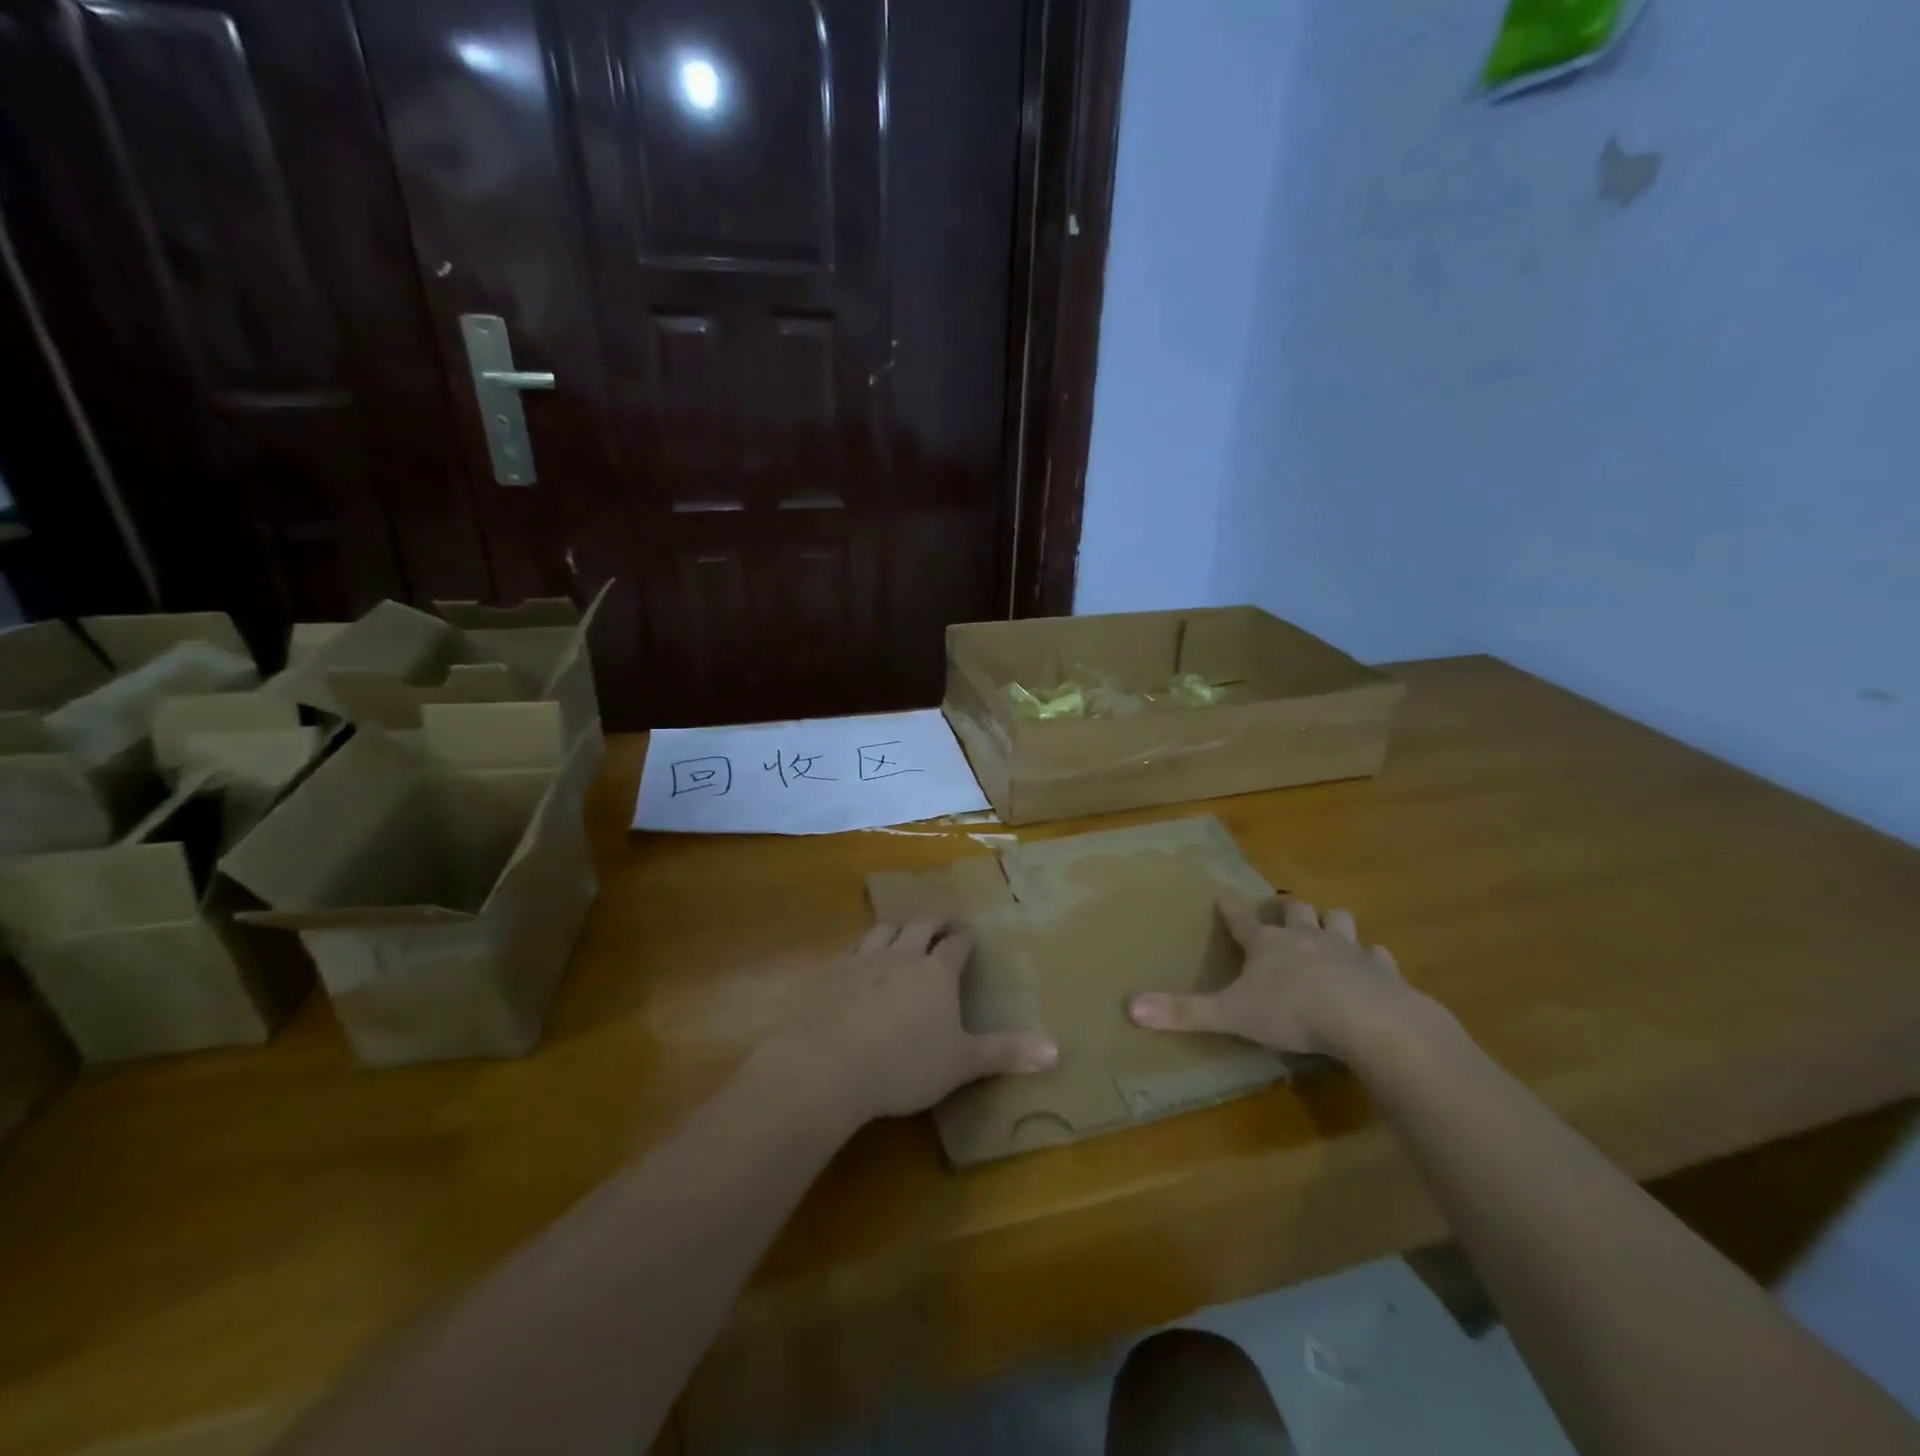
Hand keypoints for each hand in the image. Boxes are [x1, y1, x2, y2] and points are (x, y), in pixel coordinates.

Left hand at [765, 920, 1058, 1128]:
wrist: (830, 1065)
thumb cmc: (905, 1065)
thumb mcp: (962, 1064)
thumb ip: (1006, 1053)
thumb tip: (1057, 1050)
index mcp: (937, 972)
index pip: (956, 944)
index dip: (964, 940)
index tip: (968, 939)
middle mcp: (902, 955)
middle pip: (921, 924)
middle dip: (934, 920)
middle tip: (942, 920)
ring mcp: (864, 960)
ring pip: (884, 930)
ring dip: (897, 927)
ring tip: (902, 930)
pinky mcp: (832, 972)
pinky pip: (850, 949)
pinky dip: (860, 948)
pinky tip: (856, 958)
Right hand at [1129, 896, 1418, 1059]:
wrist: (1368, 1021)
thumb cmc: (1292, 1013)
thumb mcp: (1231, 1015)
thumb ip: (1183, 1012)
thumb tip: (1130, 1008)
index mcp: (1267, 946)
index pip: (1242, 921)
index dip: (1231, 910)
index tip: (1224, 897)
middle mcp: (1305, 938)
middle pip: (1296, 912)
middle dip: (1290, 910)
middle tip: (1286, 911)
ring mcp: (1347, 950)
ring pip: (1339, 921)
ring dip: (1333, 922)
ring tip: (1330, 927)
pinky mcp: (1381, 970)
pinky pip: (1378, 956)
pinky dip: (1374, 958)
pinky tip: (1375, 964)